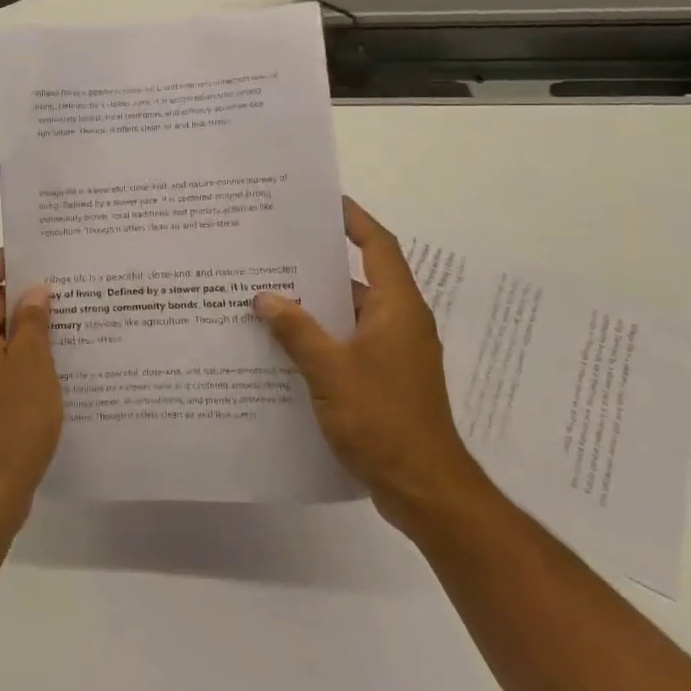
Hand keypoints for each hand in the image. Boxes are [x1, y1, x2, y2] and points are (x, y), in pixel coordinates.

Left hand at [0, 250, 62, 519]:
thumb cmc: (10, 419)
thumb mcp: (31, 363)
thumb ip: (33, 320)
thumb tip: (35, 290)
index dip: (9, 260)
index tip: (44, 255)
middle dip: (24, 292)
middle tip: (68, 286)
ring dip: (26, 324)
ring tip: (71, 316)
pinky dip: (22, 350)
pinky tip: (59, 354)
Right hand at [253, 199, 490, 538]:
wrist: (424, 489)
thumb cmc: (383, 419)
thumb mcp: (331, 370)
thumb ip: (296, 330)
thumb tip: (265, 297)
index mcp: (398, 309)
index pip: (378, 247)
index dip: (355, 220)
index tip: (324, 202)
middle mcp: (400, 324)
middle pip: (359, 278)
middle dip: (319, 263)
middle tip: (275, 247)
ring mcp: (393, 355)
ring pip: (349, 314)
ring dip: (314, 304)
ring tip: (267, 292)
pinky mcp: (383, 381)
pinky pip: (346, 343)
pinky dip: (318, 337)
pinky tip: (281, 343)